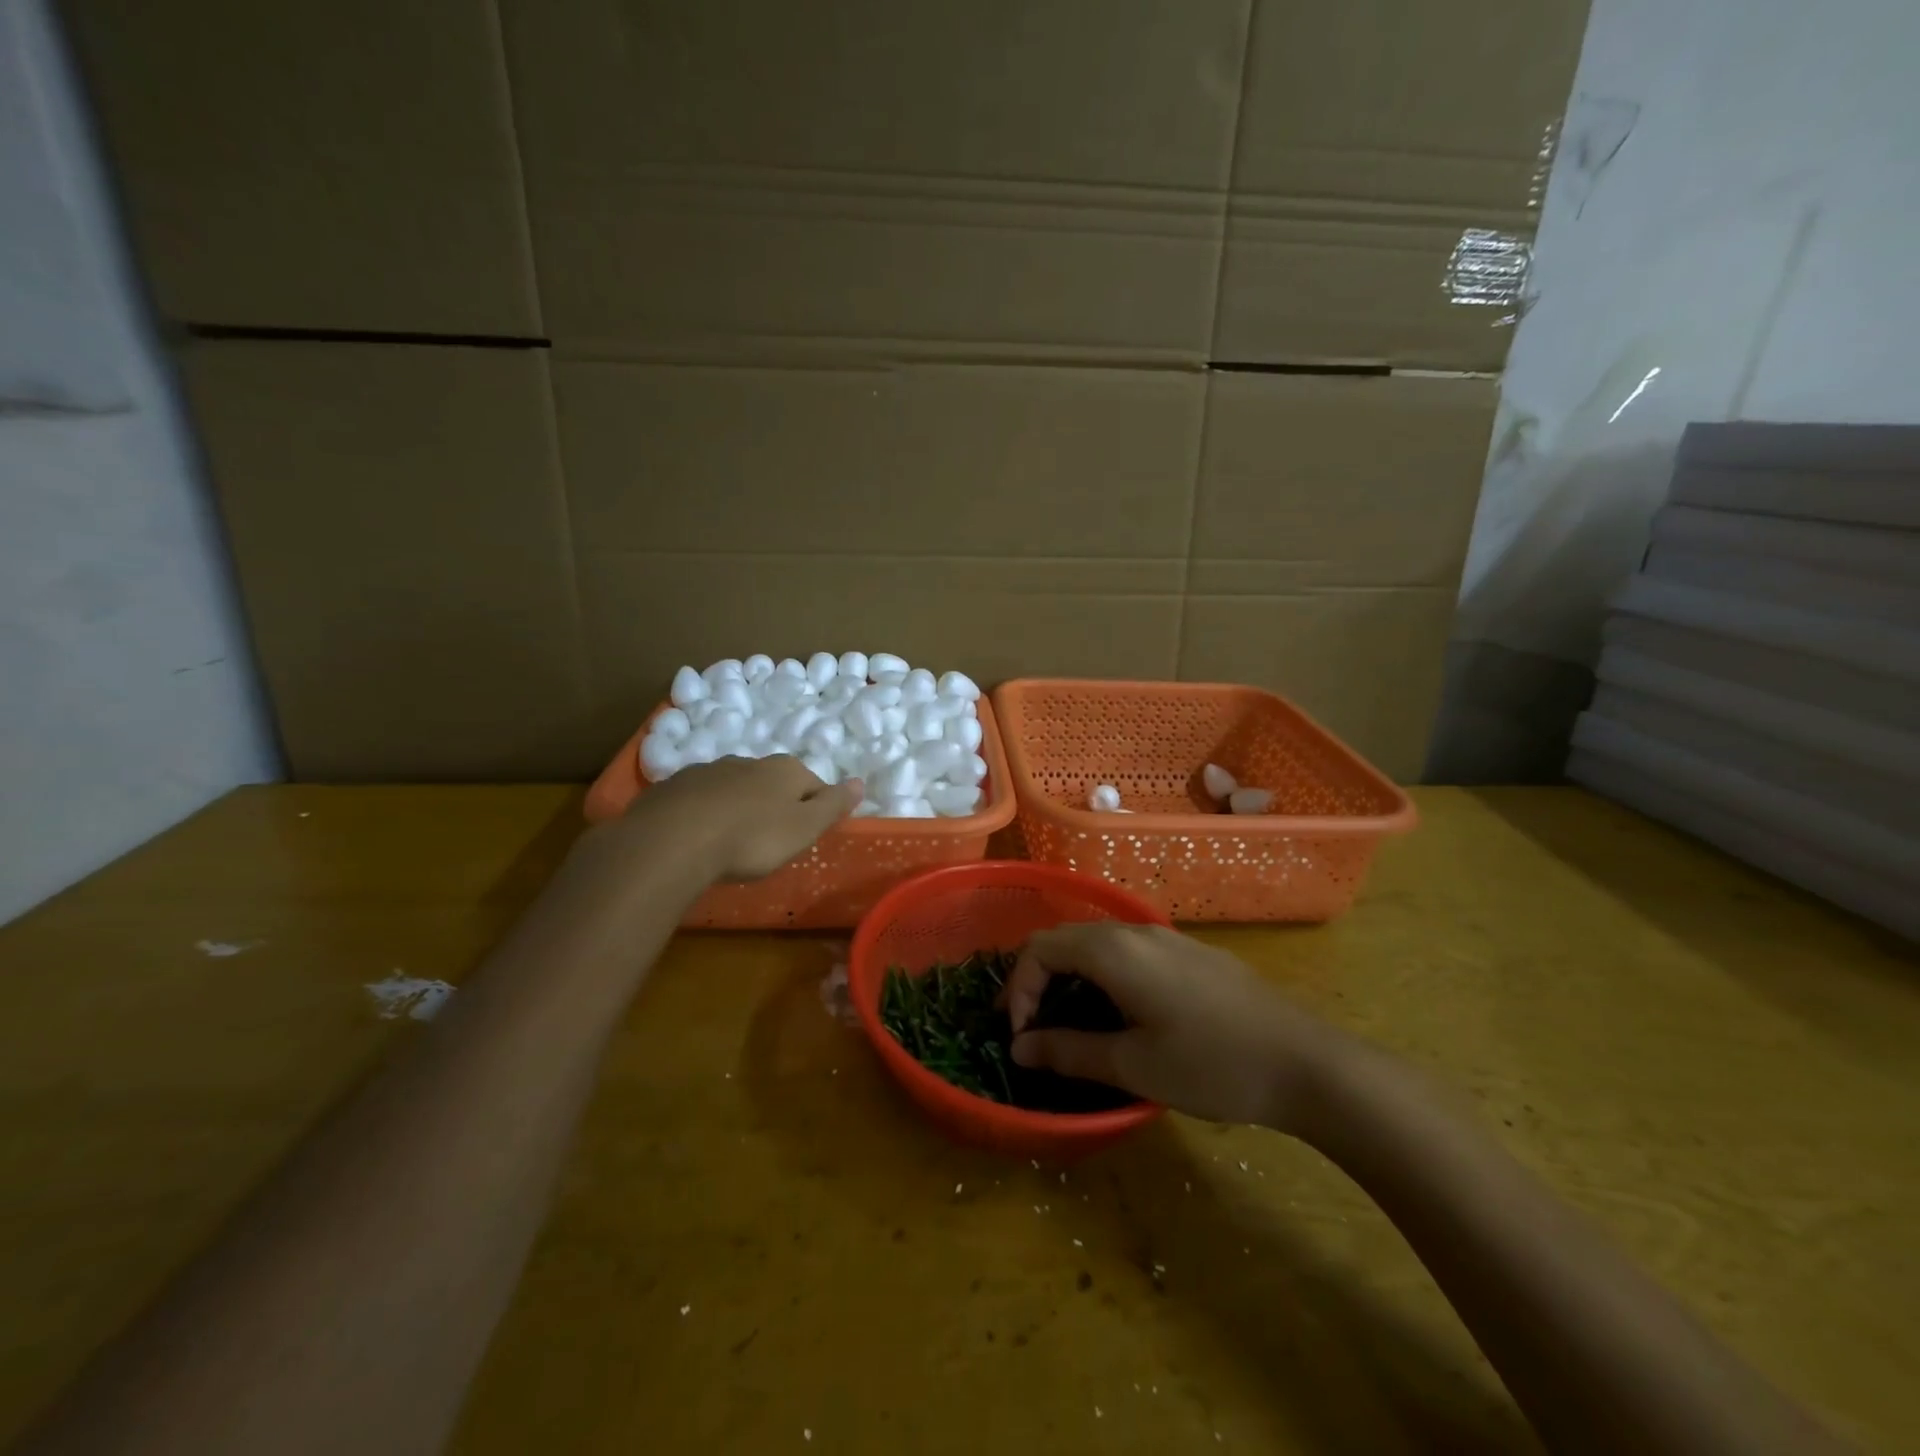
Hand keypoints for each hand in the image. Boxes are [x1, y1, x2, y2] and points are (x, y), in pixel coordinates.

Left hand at [608, 756, 862, 881]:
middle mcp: (749, 762)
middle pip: (772, 783)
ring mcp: (708, 770)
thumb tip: (860, 782)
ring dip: (738, 808)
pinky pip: (699, 799)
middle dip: (774, 806)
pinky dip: (704, 814)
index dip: (814, 810)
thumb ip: (833, 805)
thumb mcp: (804, 828)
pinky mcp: (673, 787)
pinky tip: (698, 839)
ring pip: (735, 788)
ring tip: (732, 842)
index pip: (813, 785)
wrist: (672, 841)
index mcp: (785, 770)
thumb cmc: (751, 838)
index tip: (804, 837)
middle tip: (769, 842)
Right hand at [1002, 922, 1355, 1131]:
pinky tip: (1122, 1015)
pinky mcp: (1192, 954)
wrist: (1307, 1063)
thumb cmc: (1212, 1065)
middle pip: (1066, 939)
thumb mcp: (1133, 1065)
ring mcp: (1168, 939)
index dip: (1018, 989)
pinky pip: (1130, 952)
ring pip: (1099, 943)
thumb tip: (1020, 1048)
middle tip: (1033, 1028)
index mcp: (1115, 951)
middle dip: (1039, 980)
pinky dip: (1104, 976)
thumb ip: (1068, 1052)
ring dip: (1072, 977)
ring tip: (1071, 1024)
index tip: (1021, 1037)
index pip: (1040, 949)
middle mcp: (1136, 931)